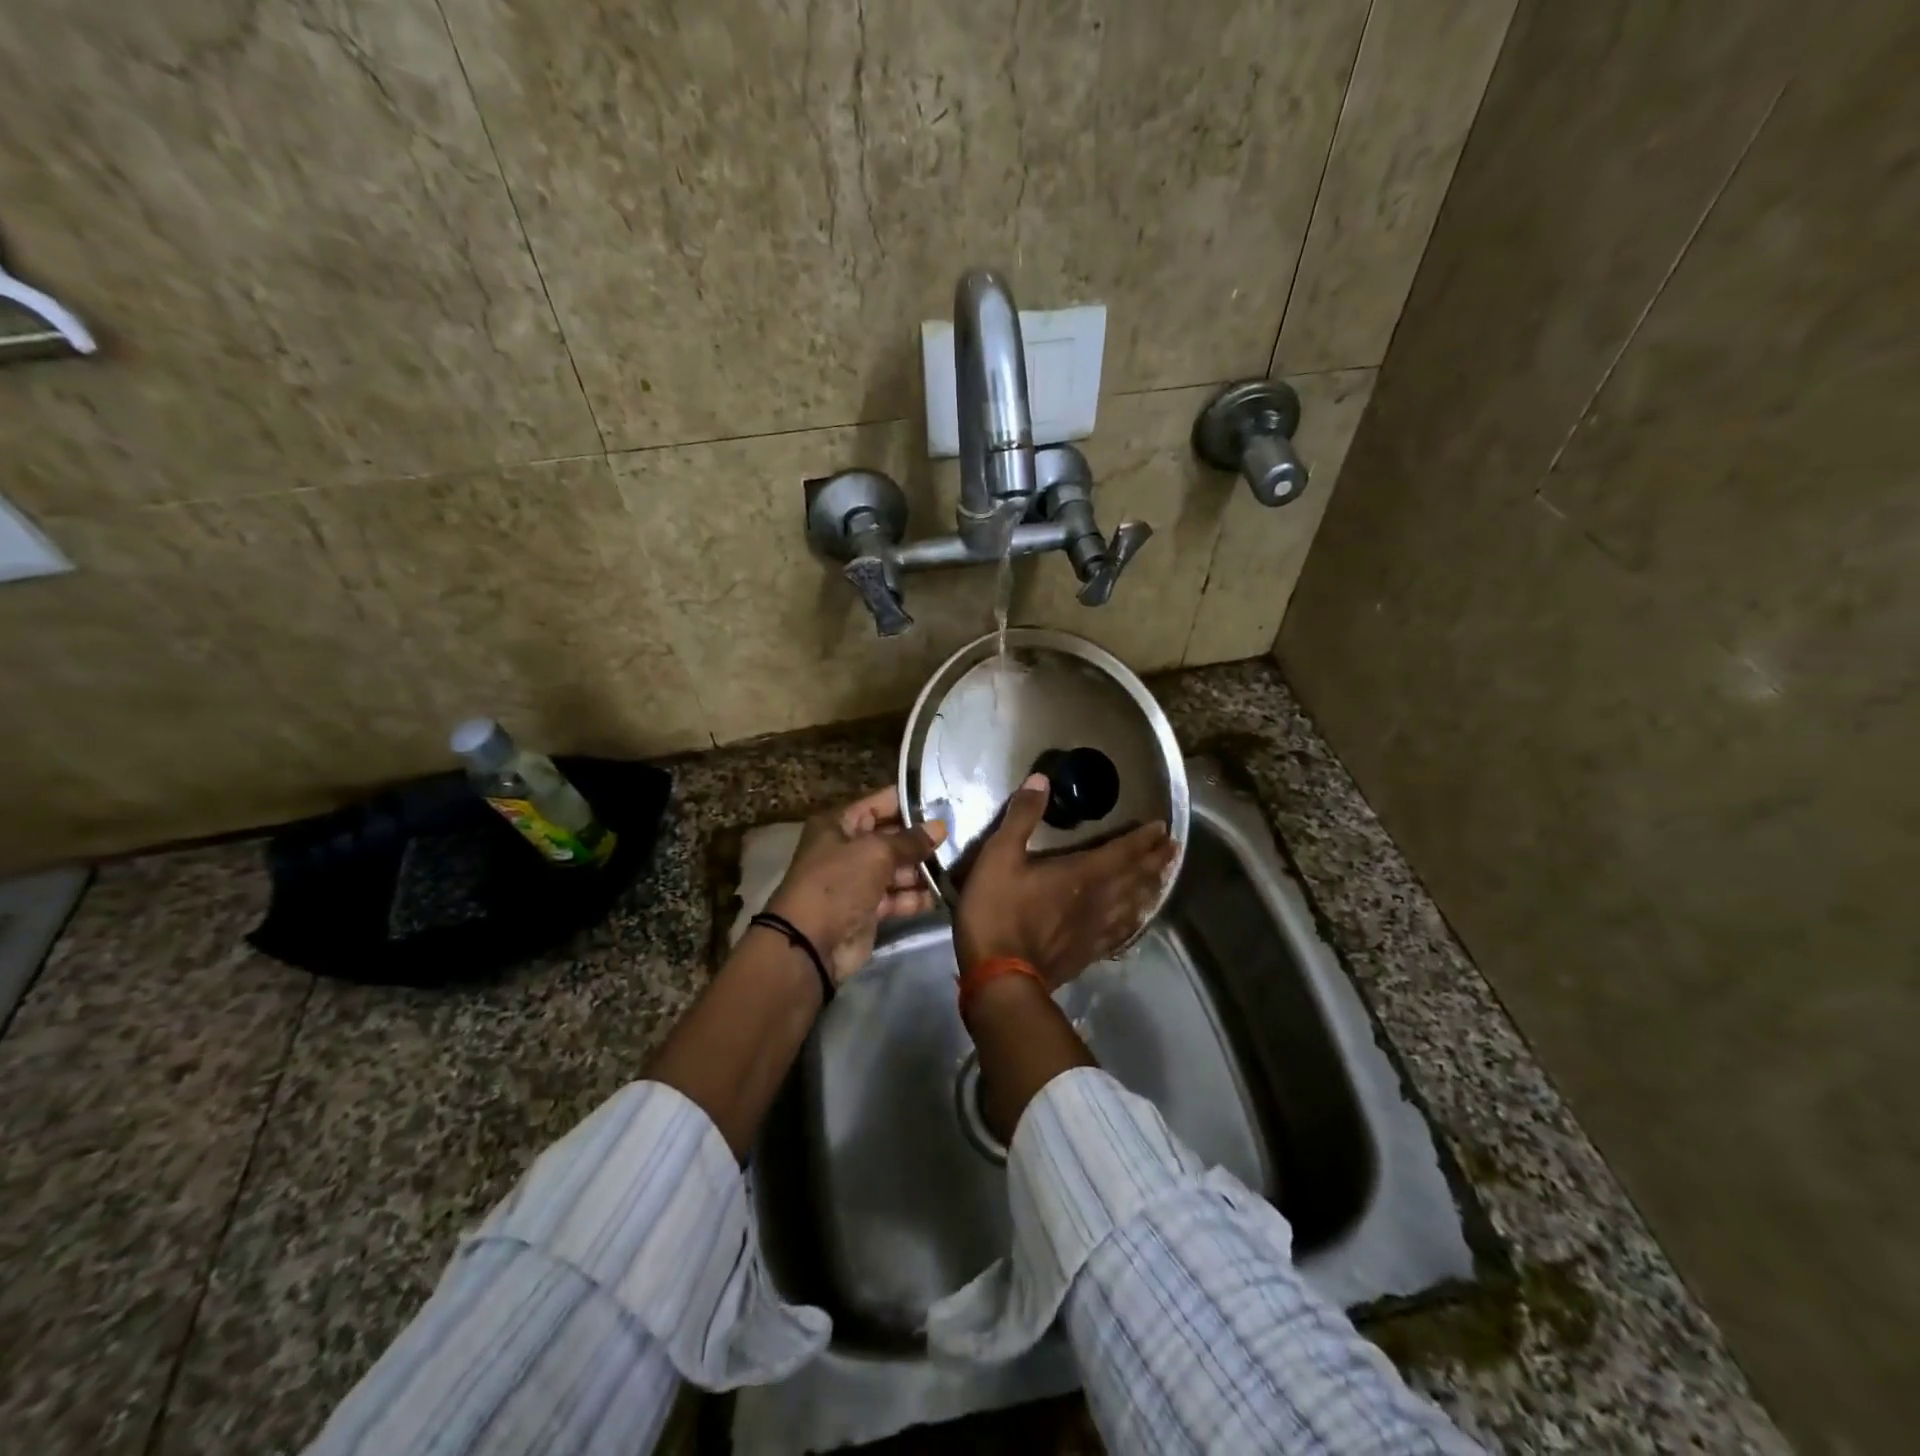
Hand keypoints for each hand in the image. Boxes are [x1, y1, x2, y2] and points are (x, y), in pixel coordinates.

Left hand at [766, 786, 945, 983]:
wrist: (811, 944)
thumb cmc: (838, 883)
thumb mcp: (876, 853)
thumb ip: (910, 840)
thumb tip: (940, 827)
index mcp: (839, 825)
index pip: (879, 803)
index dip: (910, 801)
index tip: (946, 800)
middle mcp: (847, 849)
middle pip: (891, 837)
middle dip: (922, 839)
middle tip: (961, 835)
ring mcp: (858, 880)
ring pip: (897, 869)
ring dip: (923, 869)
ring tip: (959, 864)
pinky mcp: (868, 910)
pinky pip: (898, 897)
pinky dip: (917, 896)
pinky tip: (944, 892)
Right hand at [955, 773, 1175, 988]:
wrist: (999, 978)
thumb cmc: (997, 912)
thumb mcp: (999, 856)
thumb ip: (1022, 817)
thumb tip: (1041, 780)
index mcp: (1081, 874)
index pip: (1122, 852)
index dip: (1143, 838)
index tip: (1162, 827)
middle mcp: (1097, 901)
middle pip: (1135, 877)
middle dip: (1155, 860)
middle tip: (1174, 848)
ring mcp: (1094, 931)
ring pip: (1132, 905)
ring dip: (1151, 888)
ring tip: (1164, 877)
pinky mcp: (1086, 954)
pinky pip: (1119, 933)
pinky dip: (1133, 921)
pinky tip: (1136, 921)